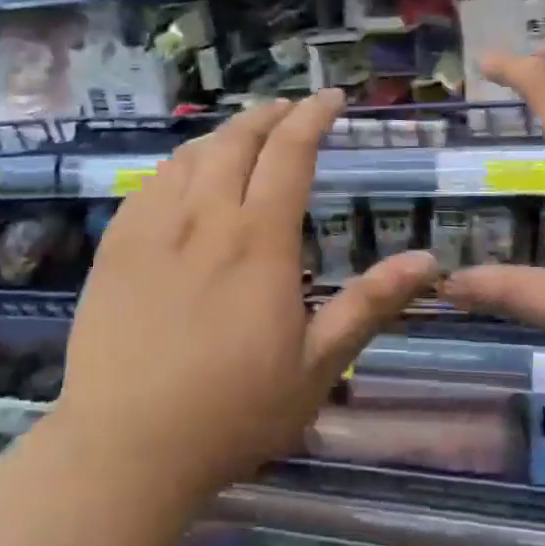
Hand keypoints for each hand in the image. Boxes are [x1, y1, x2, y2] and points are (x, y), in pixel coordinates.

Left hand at [59, 91, 439, 499]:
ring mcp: (152, 229)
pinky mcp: (115, 247)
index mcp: (259, 241)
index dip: (312, 117)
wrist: (126, 447)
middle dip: (268, 116)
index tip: (330, 98)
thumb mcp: (317, 367)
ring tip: (244, 135)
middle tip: (288, 110)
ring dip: (223, 134)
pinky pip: (150, 184)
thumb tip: (429, 261)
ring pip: (190, 156)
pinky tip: (184, 175)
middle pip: (236, 141)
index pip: (289, 154)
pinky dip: (178, 164)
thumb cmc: (233, 413)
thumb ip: (370, 305)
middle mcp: (204, 219)